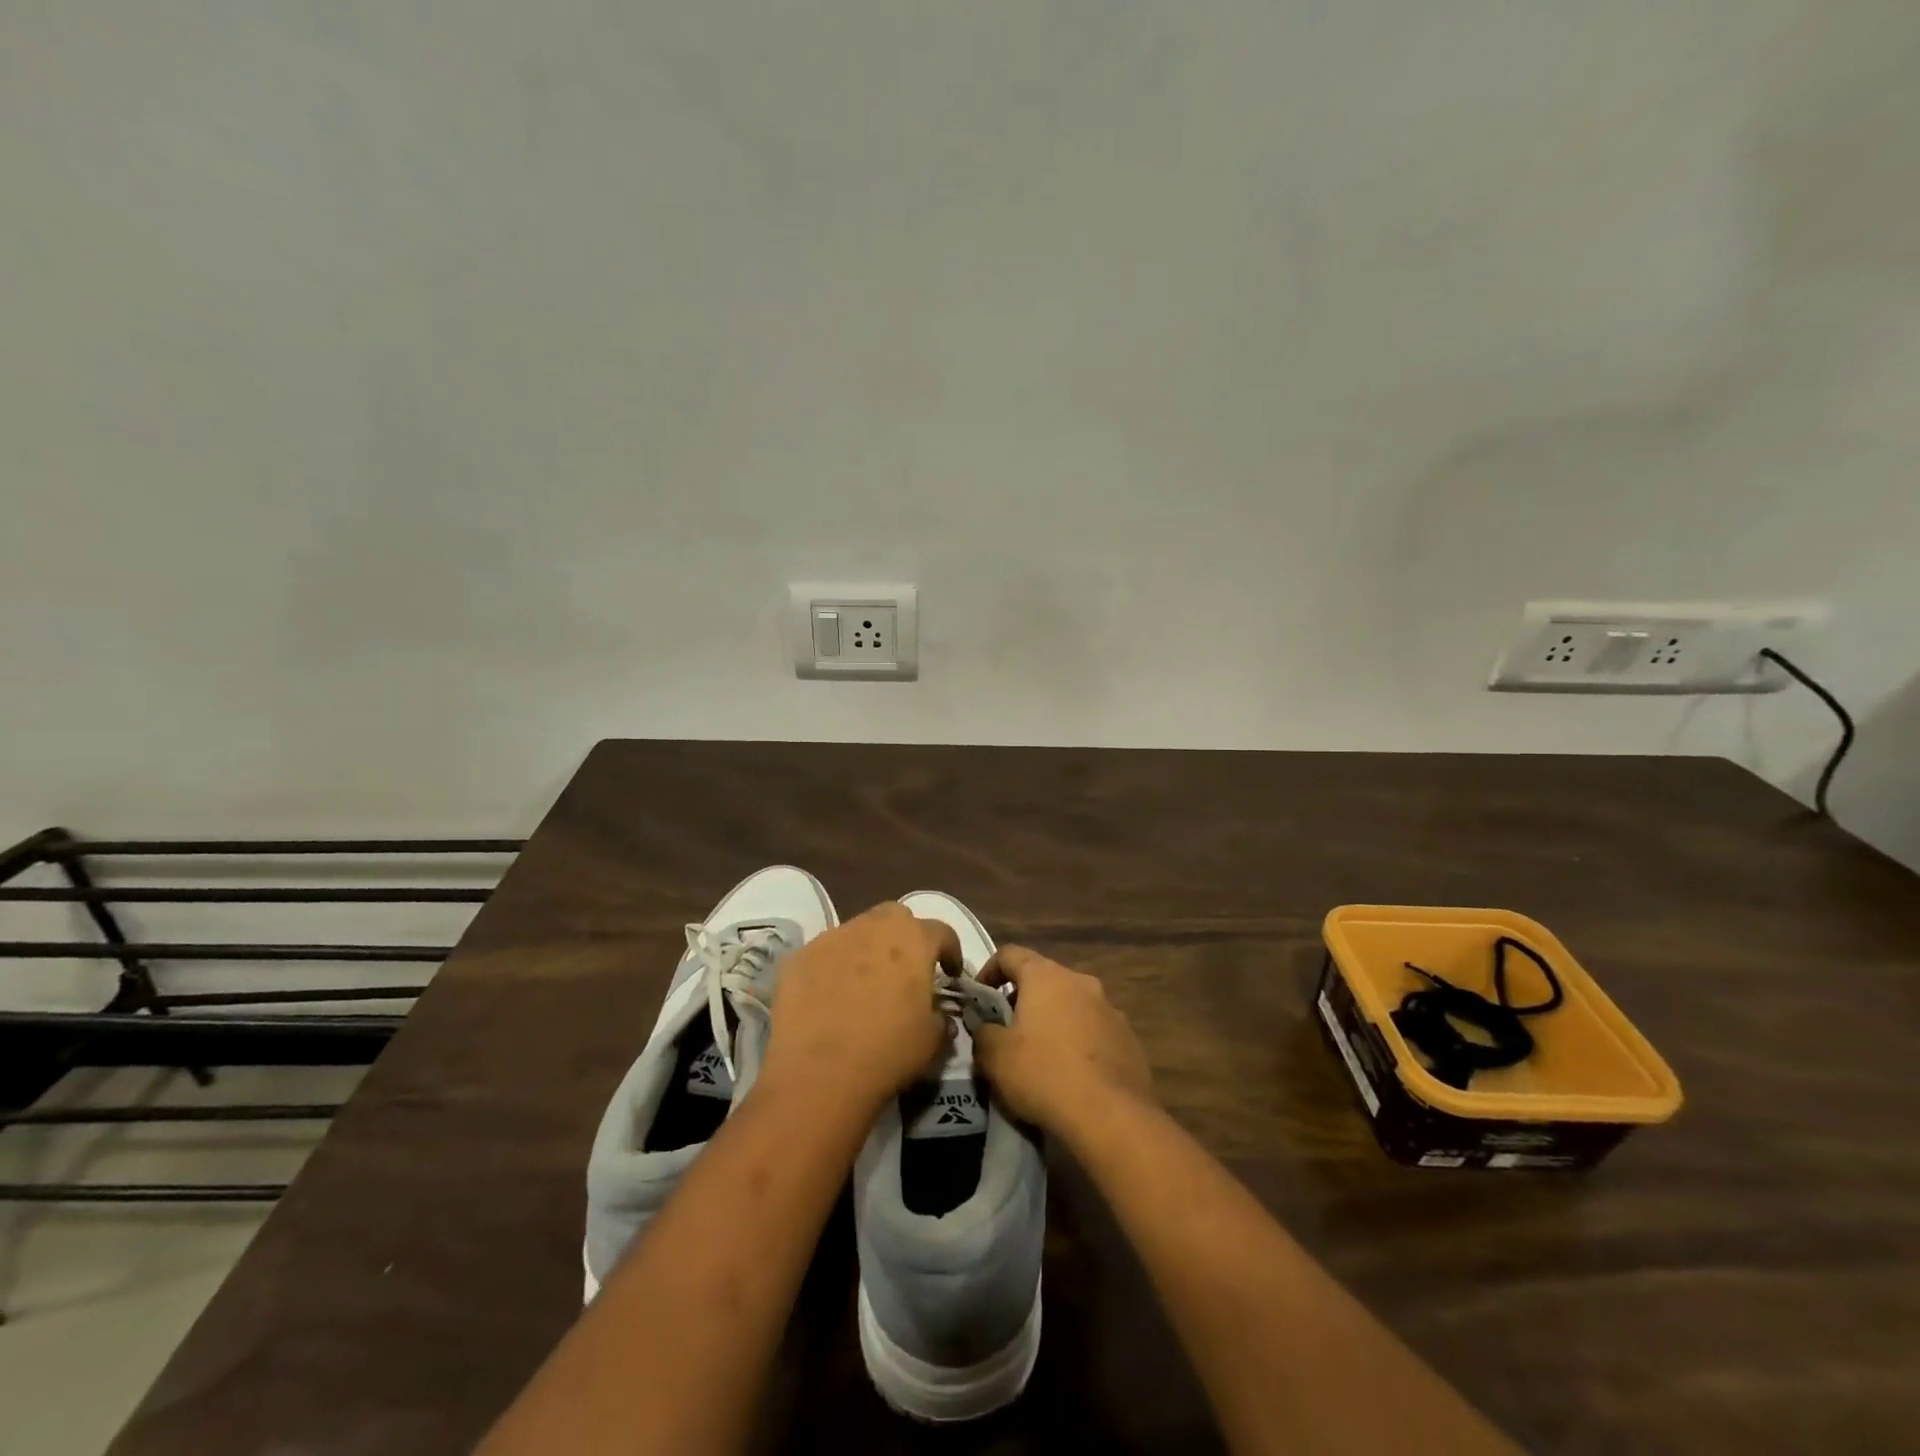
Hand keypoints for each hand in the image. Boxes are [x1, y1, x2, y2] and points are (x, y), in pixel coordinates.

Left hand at [759, 903, 961, 1117]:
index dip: (950, 950)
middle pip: (895, 917)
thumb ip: (942, 1018)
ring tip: (864, 984)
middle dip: (905, 936)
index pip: (941, 931)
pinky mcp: (799, 956)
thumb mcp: (931, 1041)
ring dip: (867, 949)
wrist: (818, 1075)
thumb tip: (940, 1015)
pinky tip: (830, 997)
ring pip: (857, 931)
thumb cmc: (887, 1053)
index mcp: (913, 941)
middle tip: (906, 969)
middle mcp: (873, 927)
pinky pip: (824, 954)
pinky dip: (833, 967)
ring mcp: (832, 938)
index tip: (949, 973)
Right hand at [973, 946, 1154, 1136]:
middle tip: (1007, 1030)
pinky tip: (1072, 1074)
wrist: (1110, 1116)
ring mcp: (1109, 1009)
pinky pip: (1095, 1031)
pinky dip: (1079, 1043)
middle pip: (1044, 979)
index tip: (979, 997)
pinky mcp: (1128, 1039)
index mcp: (1046, 976)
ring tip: (1041, 1055)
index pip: (1010, 954)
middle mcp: (1081, 982)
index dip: (989, 971)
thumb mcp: (994, 1056)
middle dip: (1023, 999)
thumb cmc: (1044, 1074)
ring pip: (1072, 1005)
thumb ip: (982, 1032)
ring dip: (1054, 1021)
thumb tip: (986, 1028)